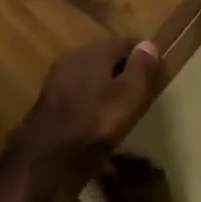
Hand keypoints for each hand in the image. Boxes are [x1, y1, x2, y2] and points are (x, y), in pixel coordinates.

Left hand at [4, 37, 164, 194]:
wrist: (42, 160)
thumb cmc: (92, 126)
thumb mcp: (126, 99)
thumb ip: (140, 70)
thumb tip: (149, 44)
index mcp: (94, 51)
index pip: (126, 42)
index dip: (144, 56)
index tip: (158, 75)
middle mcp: (73, 57)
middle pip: (106, 56)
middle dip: (124, 70)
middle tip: (141, 93)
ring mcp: (58, 77)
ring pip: (91, 75)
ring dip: (106, 87)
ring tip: (122, 110)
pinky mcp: (49, 100)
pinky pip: (78, 92)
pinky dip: (91, 101)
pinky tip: (97, 121)